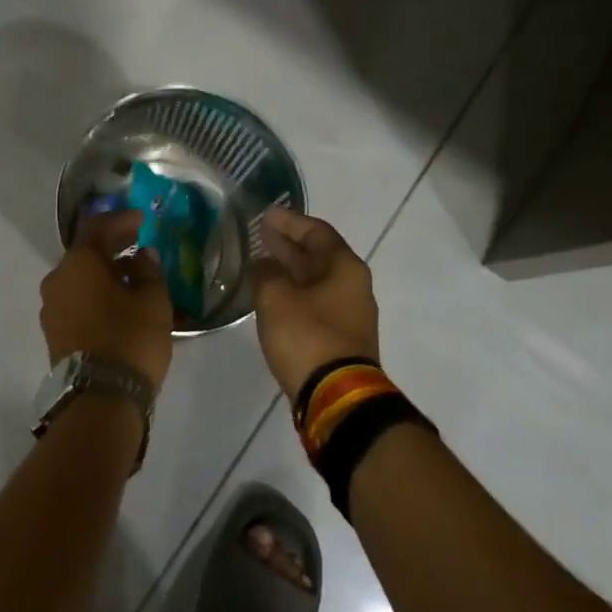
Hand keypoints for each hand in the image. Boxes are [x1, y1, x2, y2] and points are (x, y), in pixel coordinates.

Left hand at [39, 210, 174, 391]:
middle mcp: (57, 278)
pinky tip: (116, 299)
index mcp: (79, 262)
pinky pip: (76, 299)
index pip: (99, 228)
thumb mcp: (153, 300)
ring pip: (79, 278)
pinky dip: (95, 292)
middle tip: (137, 240)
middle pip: (86, 252)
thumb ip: (149, 271)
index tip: (142, 219)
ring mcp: (51, 307)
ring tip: (130, 273)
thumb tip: (142, 257)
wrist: (99, 398)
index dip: (122, 220)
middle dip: (112, 245)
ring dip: (103, 271)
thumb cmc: (130, 338)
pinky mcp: (54, 332)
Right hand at [253, 206, 379, 401]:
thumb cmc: (307, 336)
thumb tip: (263, 266)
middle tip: (259, 234)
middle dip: (288, 243)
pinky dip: (293, 291)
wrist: (336, 397)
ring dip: (289, 269)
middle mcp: (352, 285)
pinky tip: (271, 294)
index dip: (289, 221)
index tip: (265, 214)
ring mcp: (348, 313)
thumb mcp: (276, 298)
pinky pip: (314, 302)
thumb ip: (266, 273)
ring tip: (260, 262)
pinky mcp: (339, 337)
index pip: (316, 231)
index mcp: (344, 267)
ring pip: (315, 280)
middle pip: (318, 254)